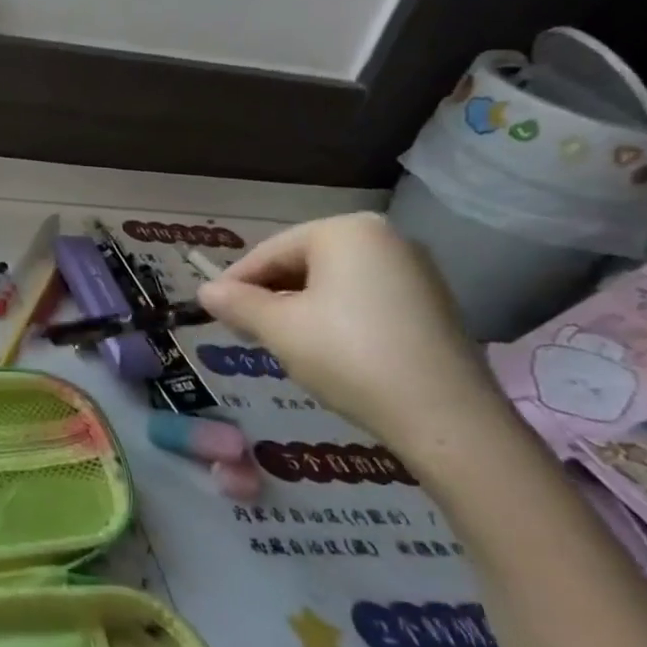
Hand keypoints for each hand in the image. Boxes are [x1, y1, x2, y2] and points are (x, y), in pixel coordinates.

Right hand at [196, 212, 505, 449]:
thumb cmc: (348, 356)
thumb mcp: (279, 329)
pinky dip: (332, 315)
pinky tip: (321, 348)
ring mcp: (413, 269)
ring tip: (276, 340)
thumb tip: (204, 291)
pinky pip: (362, 297)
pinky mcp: (428, 302)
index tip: (211, 310)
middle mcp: (384, 237)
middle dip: (268, 293)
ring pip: (332, 281)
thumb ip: (237, 304)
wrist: (442, 415)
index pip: (271, 250)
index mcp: (346, 231)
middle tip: (242, 328)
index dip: (235, 281)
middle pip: (303, 261)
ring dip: (297, 306)